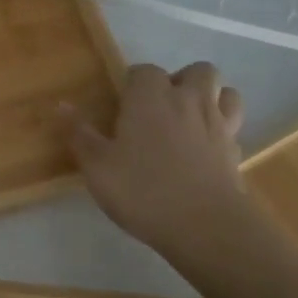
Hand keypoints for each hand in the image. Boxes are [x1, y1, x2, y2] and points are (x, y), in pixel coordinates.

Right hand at [58, 62, 253, 265]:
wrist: (204, 225)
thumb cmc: (142, 189)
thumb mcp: (97, 166)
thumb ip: (79, 133)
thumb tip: (61, 105)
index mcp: (151, 97)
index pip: (143, 71)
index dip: (132, 84)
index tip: (121, 105)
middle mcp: (188, 101)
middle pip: (197, 71)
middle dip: (182, 81)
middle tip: (161, 108)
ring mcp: (218, 125)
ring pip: (227, 93)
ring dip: (212, 99)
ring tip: (190, 120)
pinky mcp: (236, 152)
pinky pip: (233, 128)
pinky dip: (221, 132)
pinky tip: (205, 151)